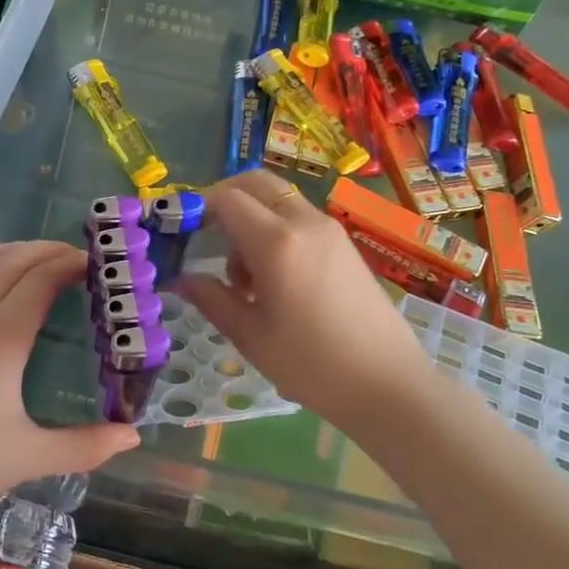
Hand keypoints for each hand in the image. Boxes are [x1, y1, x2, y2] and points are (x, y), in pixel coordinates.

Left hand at [0, 240, 139, 517]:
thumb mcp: (28, 458)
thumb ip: (85, 446)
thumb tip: (133, 435)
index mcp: (0, 339)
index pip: (40, 280)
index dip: (70, 264)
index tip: (95, 263)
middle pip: (11, 261)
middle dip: (47, 250)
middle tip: (74, 257)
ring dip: (13, 251)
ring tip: (37, 258)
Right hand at [178, 171, 434, 430]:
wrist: (388, 384)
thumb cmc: (311, 365)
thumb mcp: (250, 335)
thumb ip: (212, 299)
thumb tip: (182, 279)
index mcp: (277, 242)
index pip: (227, 199)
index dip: (198, 208)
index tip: (180, 233)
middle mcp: (305, 223)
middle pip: (255, 184)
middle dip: (224, 200)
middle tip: (205, 239)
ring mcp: (330, 230)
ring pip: (278, 201)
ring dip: (251, 220)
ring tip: (243, 279)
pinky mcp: (344, 244)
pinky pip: (299, 219)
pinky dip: (275, 231)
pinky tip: (274, 280)